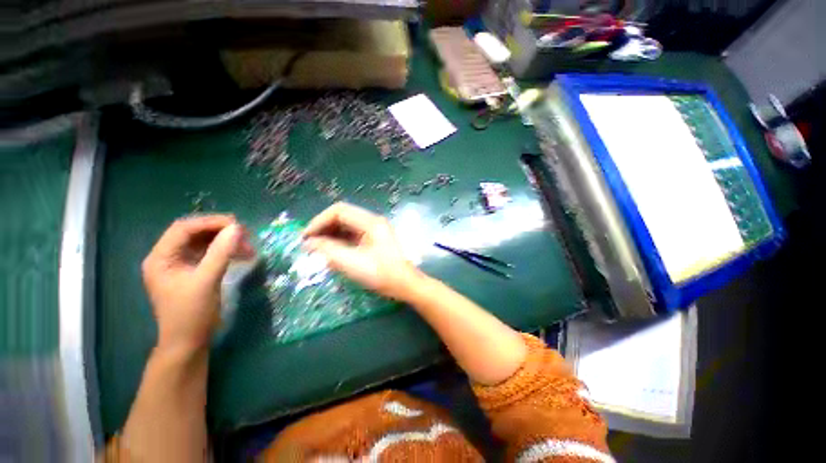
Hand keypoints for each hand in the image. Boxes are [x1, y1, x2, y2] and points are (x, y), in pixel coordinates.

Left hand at [141, 215, 254, 355]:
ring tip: (247, 246)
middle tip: (245, 235)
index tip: (237, 225)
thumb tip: (238, 228)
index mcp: (161, 258)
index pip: (183, 229)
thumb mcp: (206, 281)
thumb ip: (221, 253)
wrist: (189, 342)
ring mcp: (180, 265)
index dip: (210, 223)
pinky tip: (241, 255)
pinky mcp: (193, 272)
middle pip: (194, 233)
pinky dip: (225, 251)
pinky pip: (209, 254)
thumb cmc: (192, 313)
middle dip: (220, 232)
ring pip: (204, 243)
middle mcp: (167, 257)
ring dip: (226, 241)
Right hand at [302, 202, 422, 300]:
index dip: (319, 221)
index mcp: (371, 222)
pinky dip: (340, 241)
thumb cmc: (382, 274)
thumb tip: (308, 243)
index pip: (339, 211)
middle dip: (324, 228)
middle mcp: (373, 222)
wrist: (406, 285)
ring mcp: (375, 230)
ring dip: (331, 235)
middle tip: (309, 244)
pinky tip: (332, 252)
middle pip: (343, 216)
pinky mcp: (375, 240)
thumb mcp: (352, 263)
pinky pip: (353, 235)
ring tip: (317, 249)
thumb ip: (328, 250)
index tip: (306, 237)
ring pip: (347, 226)